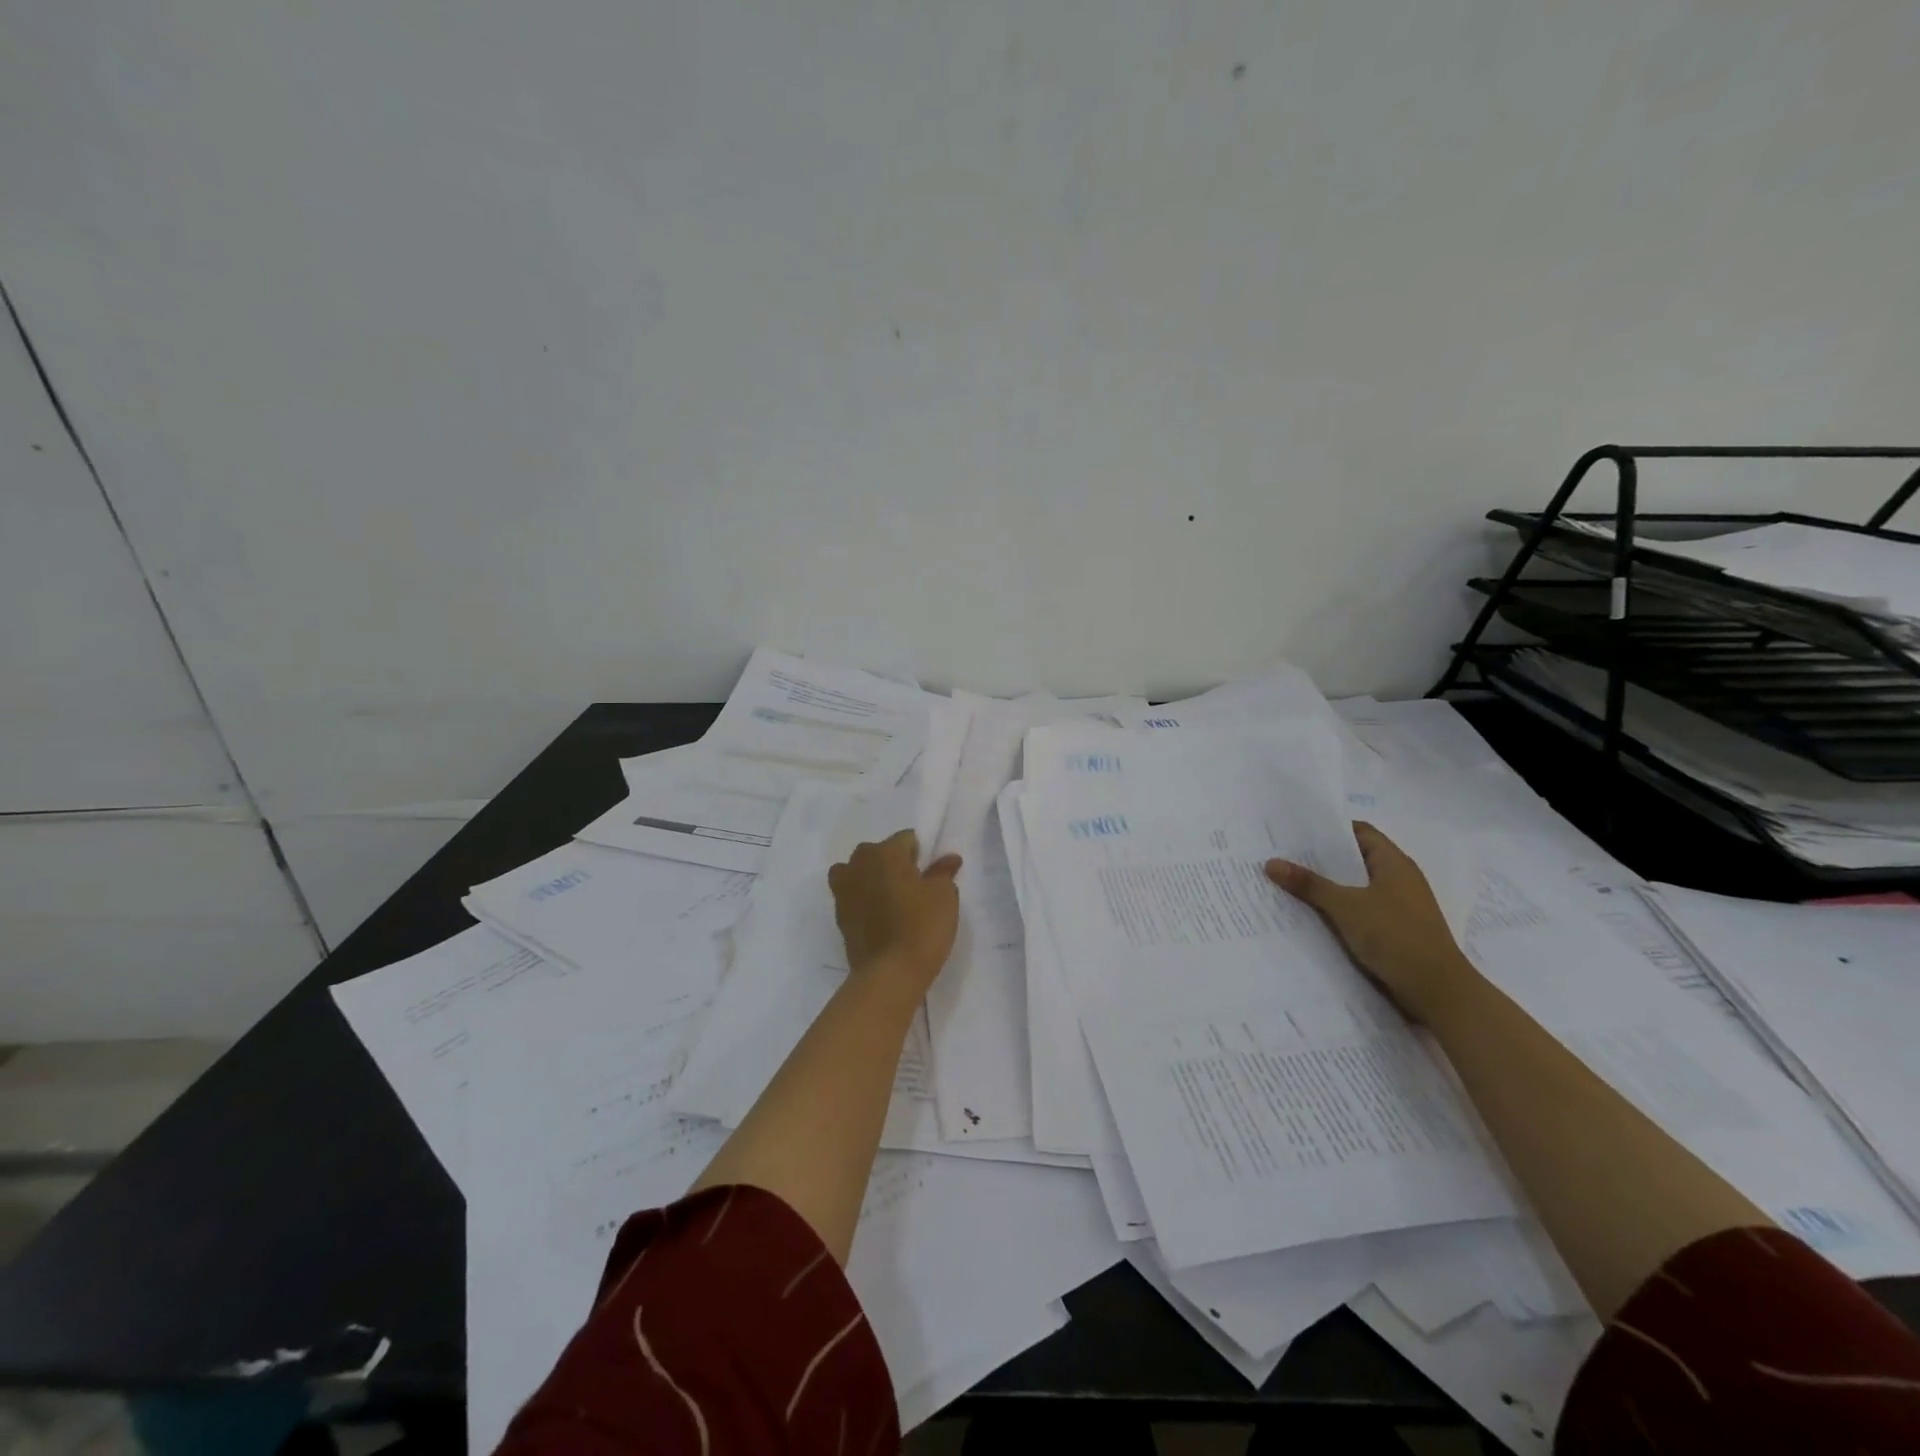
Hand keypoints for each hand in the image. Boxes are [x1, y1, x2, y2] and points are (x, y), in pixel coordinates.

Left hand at [828, 829, 962, 992]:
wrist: (890, 973)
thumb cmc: (922, 925)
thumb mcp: (944, 895)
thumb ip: (943, 872)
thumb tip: (948, 859)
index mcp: (885, 851)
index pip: (906, 839)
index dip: (921, 854)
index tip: (930, 874)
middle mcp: (858, 863)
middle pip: (879, 853)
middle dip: (894, 864)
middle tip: (914, 887)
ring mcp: (843, 889)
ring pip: (859, 872)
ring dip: (873, 879)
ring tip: (892, 901)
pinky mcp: (838, 914)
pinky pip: (852, 895)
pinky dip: (864, 900)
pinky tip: (880, 917)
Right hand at [1265, 822, 1475, 1024]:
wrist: (1438, 990)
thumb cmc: (1395, 936)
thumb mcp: (1346, 907)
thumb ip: (1309, 884)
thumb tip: (1271, 862)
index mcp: (1394, 863)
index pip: (1360, 832)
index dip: (1331, 829)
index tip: (1297, 831)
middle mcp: (1399, 878)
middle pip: (1356, 858)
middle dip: (1322, 858)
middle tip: (1284, 856)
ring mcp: (1399, 905)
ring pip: (1357, 886)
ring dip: (1329, 885)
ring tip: (1291, 883)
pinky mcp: (1396, 928)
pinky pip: (1361, 908)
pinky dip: (1339, 907)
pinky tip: (1313, 914)